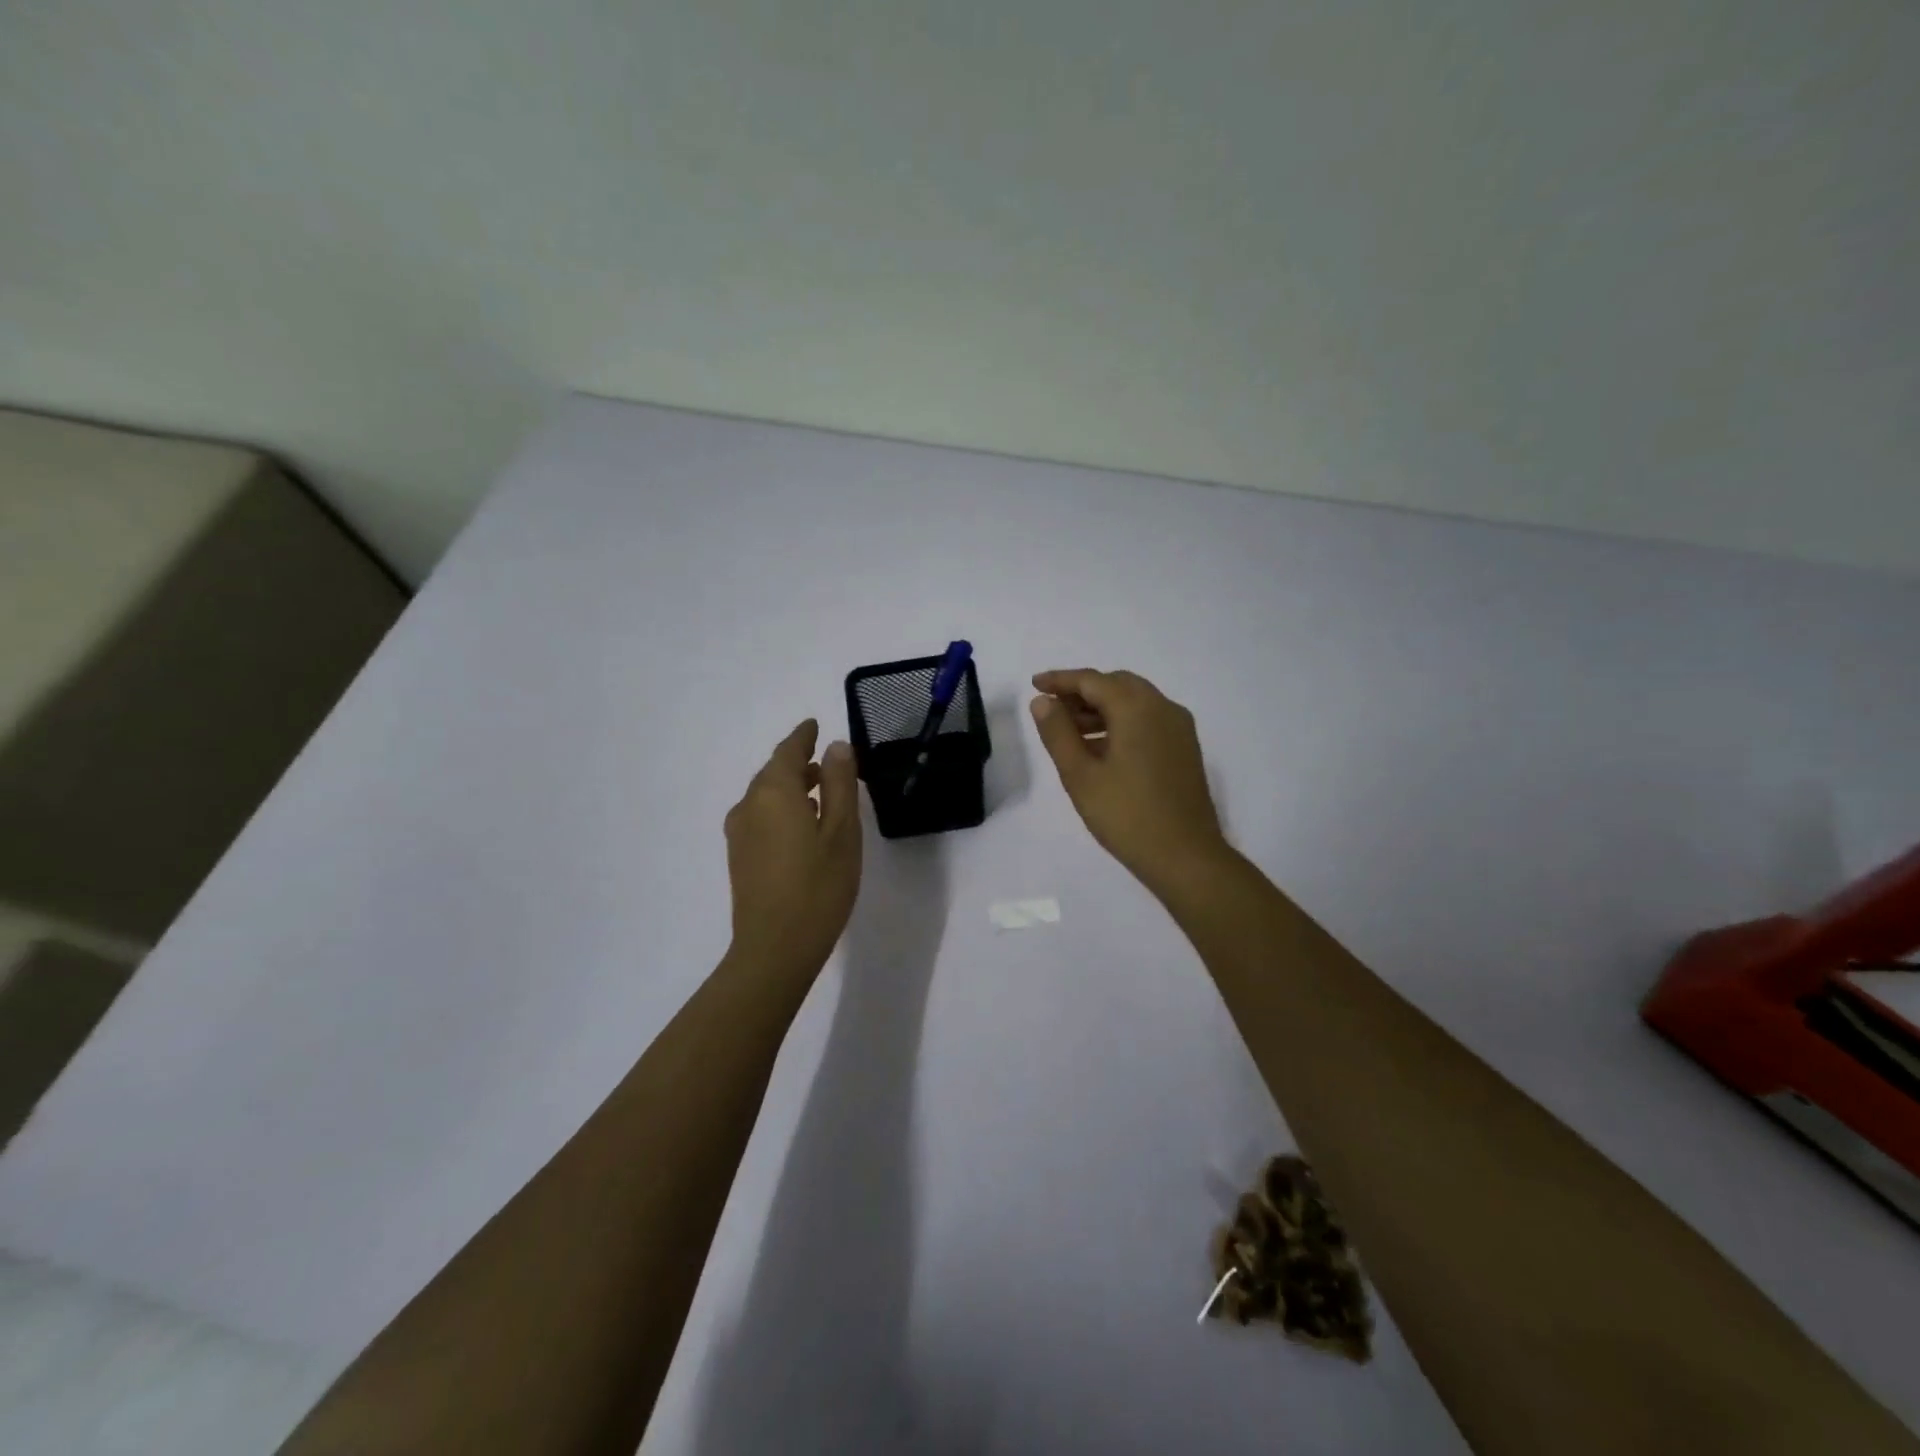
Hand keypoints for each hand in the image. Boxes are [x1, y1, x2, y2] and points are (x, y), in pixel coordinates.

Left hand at [724, 720, 862, 980]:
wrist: (775, 949)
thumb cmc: (819, 887)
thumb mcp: (842, 832)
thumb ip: (839, 784)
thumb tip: (835, 747)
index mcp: (774, 793)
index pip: (788, 751)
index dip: (803, 736)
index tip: (814, 725)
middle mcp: (749, 806)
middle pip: (773, 772)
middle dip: (798, 763)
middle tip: (827, 763)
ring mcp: (740, 833)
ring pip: (765, 796)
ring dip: (790, 788)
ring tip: (820, 794)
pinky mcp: (739, 857)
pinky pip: (760, 817)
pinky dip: (781, 809)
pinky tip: (801, 826)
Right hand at [1030, 669, 1230, 894]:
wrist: (1185, 857)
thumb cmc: (1126, 816)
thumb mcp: (1080, 775)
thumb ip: (1058, 733)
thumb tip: (1043, 701)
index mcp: (1137, 708)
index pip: (1092, 680)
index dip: (1061, 680)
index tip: (1035, 684)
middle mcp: (1163, 708)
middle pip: (1117, 685)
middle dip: (1082, 692)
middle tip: (1051, 708)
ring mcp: (1179, 728)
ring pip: (1134, 702)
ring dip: (1101, 709)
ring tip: (1069, 731)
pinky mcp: (1185, 749)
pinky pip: (1148, 720)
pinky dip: (1121, 723)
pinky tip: (1100, 748)